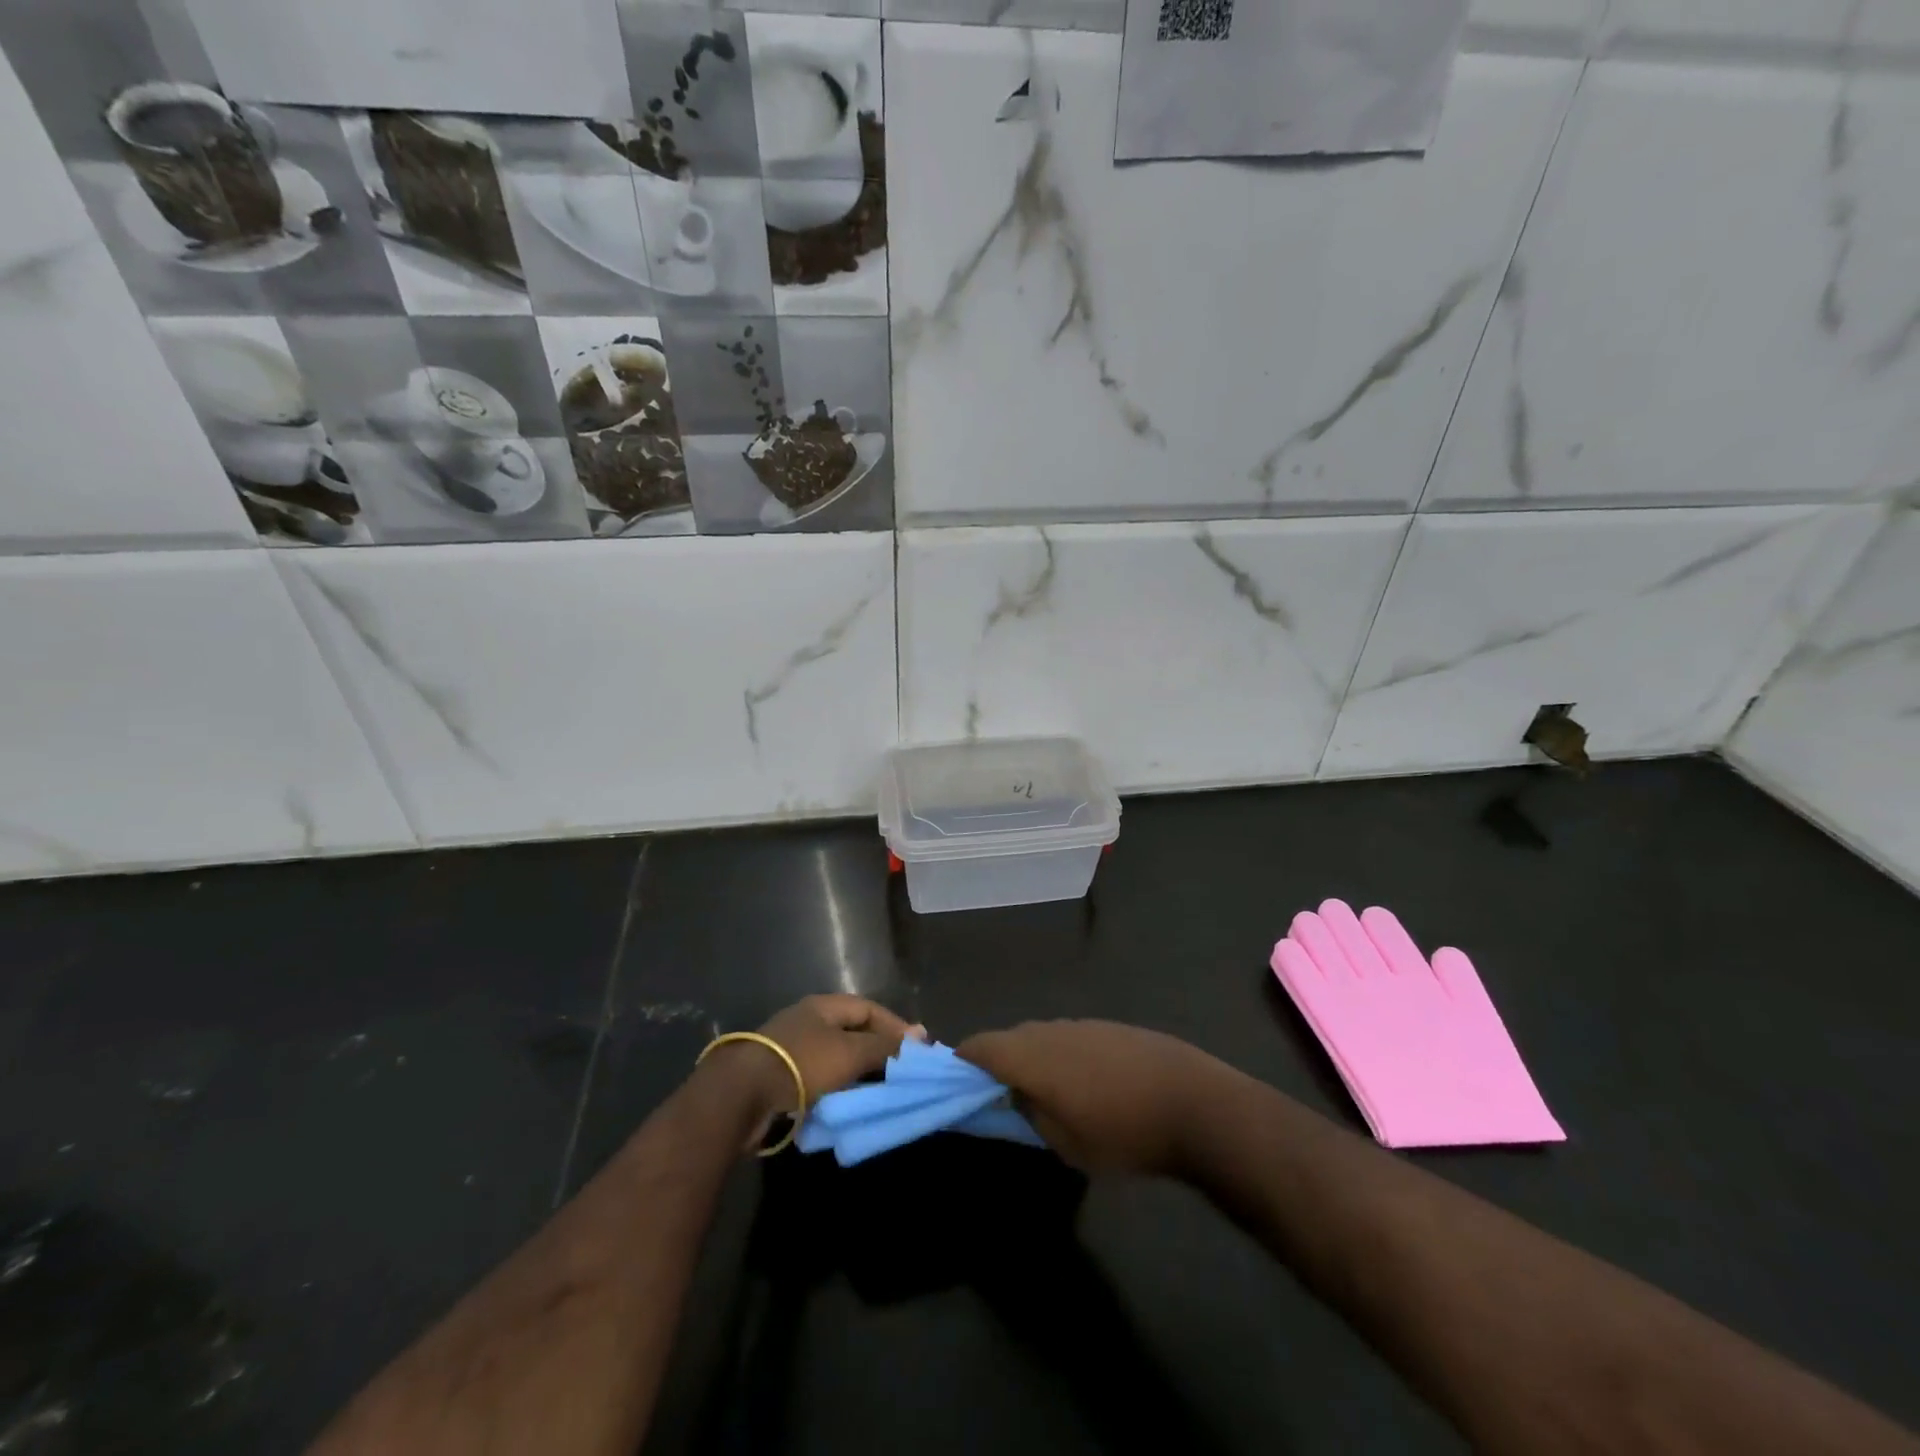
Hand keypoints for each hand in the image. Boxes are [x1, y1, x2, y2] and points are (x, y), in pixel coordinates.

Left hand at [700, 995, 921, 1131]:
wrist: (741, 1095)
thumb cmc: (802, 1064)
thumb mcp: (850, 1052)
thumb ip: (885, 1045)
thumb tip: (920, 1035)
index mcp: (823, 1006)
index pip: (869, 1008)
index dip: (895, 1026)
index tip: (916, 1049)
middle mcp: (807, 1020)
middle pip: (851, 1031)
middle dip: (877, 1049)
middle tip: (900, 1071)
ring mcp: (791, 1048)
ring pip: (835, 1056)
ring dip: (857, 1071)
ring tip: (878, 1089)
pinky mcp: (779, 1076)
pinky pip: (818, 1077)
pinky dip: (836, 1087)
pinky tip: (846, 1102)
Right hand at [957, 1020, 1222, 1175]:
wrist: (1195, 1104)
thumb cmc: (1124, 1133)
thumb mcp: (1067, 1144)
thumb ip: (1031, 1114)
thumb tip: (1014, 1094)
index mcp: (1033, 1056)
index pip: (982, 1045)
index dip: (964, 1059)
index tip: (957, 1079)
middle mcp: (1052, 1030)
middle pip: (1010, 1037)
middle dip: (998, 1060)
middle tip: (998, 1092)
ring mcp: (1084, 1024)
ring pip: (1041, 1034)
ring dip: (1031, 1056)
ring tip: (1040, 1089)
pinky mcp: (1111, 1027)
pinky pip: (1069, 1035)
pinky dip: (1060, 1053)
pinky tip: (1081, 1081)